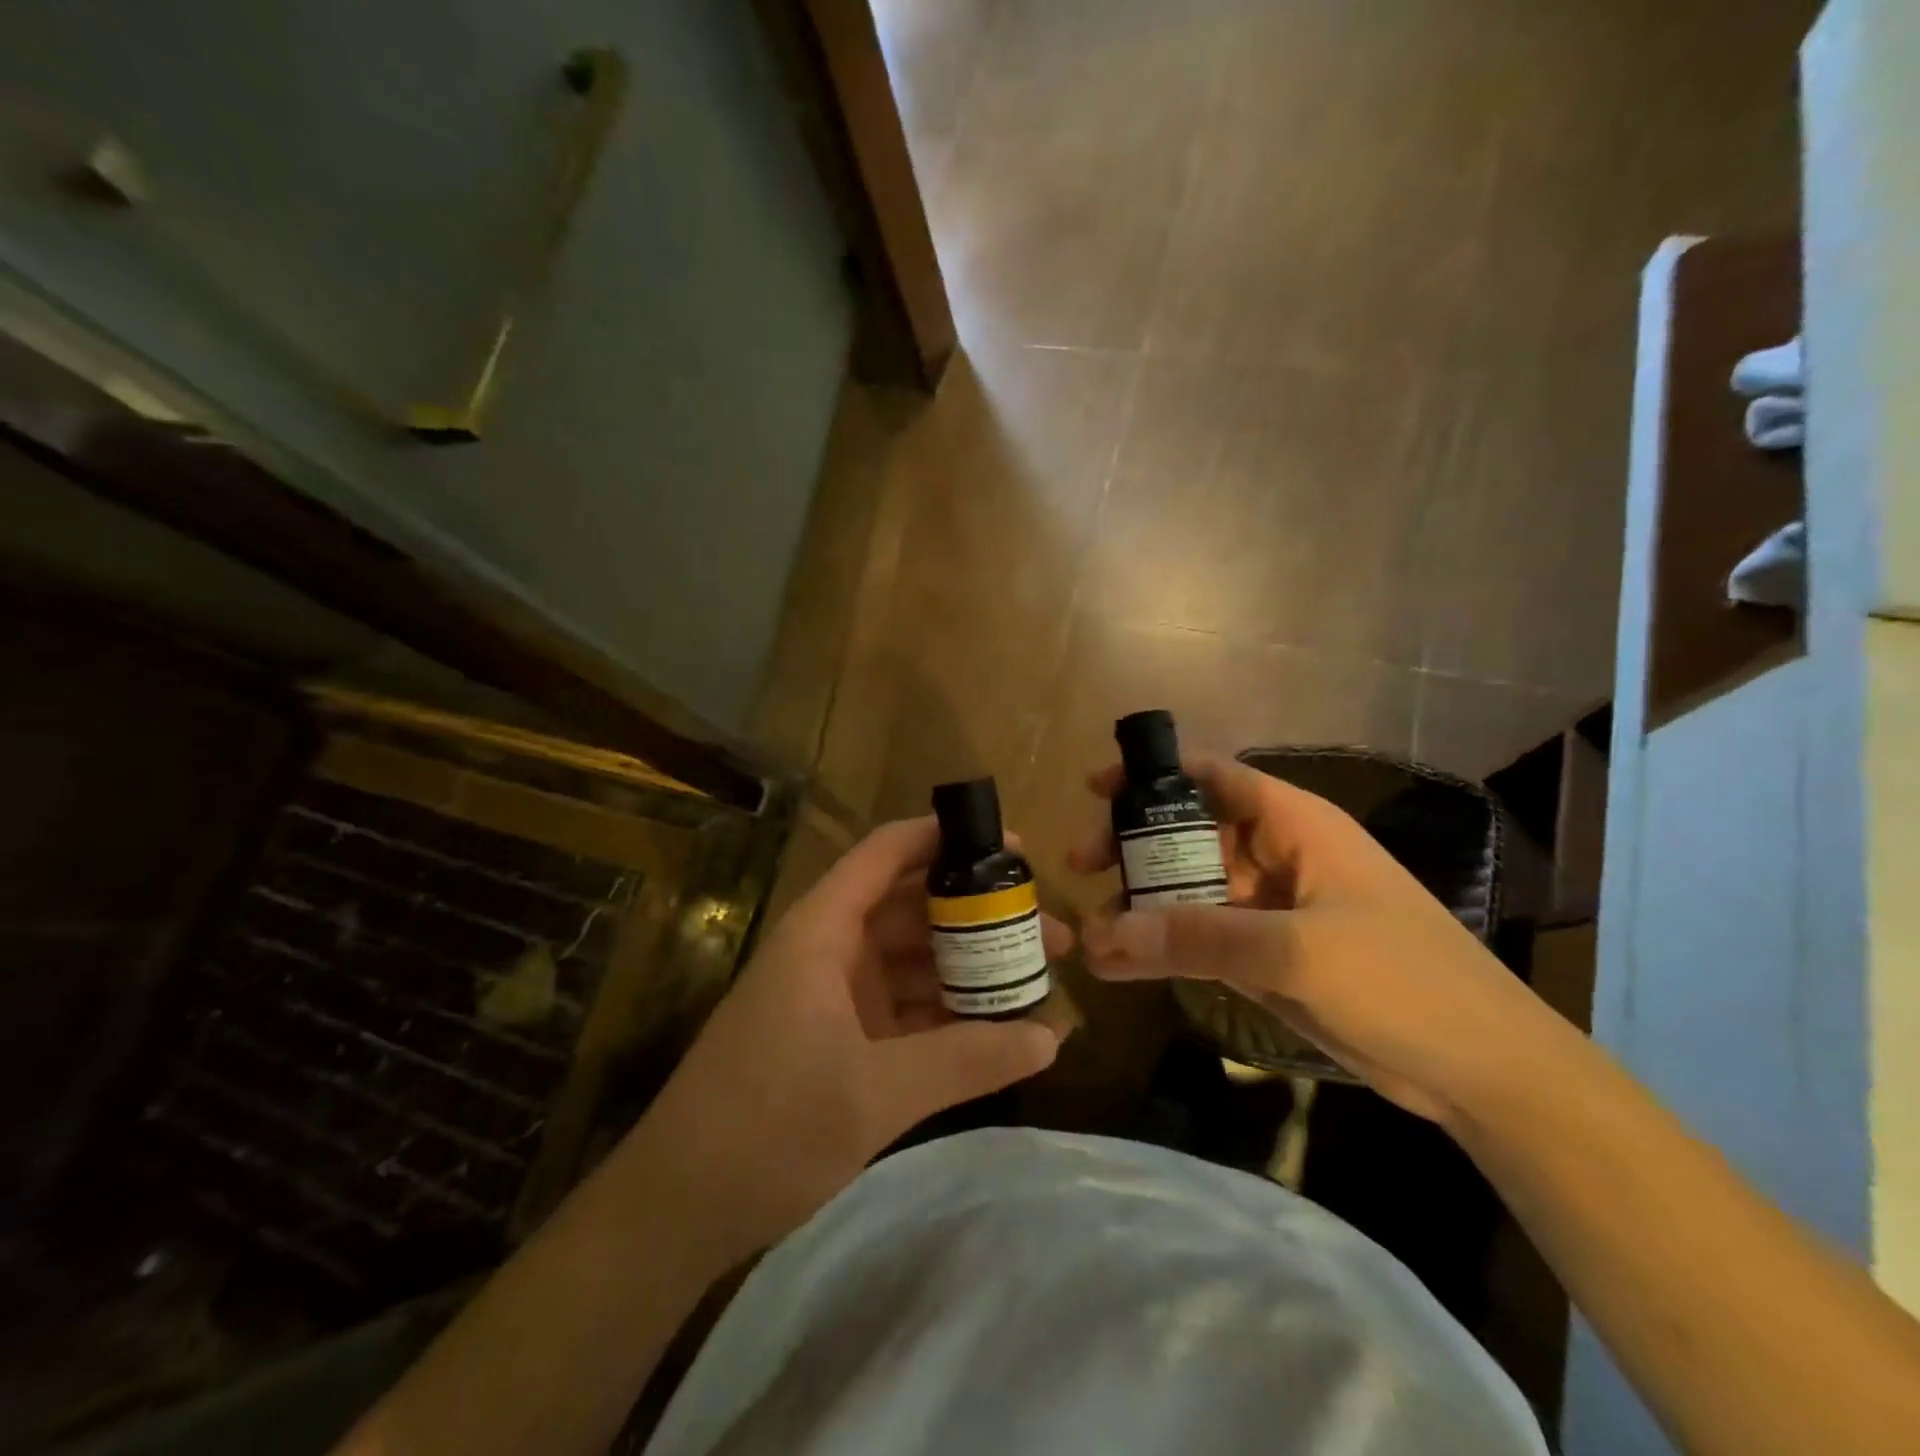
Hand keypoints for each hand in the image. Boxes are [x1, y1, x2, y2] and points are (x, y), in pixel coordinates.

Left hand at [632, 817, 1066, 1258]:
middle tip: (1050, 929)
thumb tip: (1052, 1036)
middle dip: (980, 913)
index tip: (1012, 849)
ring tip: (1037, 977)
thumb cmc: (767, 1126)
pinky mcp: (841, 1040)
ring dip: (969, 966)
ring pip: (914, 960)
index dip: (946, 838)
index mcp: (824, 931)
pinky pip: (905, 1008)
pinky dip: (947, 1012)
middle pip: (913, 907)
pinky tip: (997, 1027)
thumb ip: (965, 1060)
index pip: (887, 853)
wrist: (678, 1208)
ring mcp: (835, 997)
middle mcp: (831, 950)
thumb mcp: (875, 1093)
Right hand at [1070, 753, 1556, 1124]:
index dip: (1155, 775)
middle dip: (1134, 847)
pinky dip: (1164, 948)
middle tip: (1082, 867)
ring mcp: (1272, 909)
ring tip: (1092, 930)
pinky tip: (1121, 964)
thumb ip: (1199, 938)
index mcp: (1296, 825)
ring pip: (1191, 891)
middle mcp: (1278, 857)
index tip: (1096, 788)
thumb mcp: (1297, 951)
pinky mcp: (1269, 956)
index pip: (1215, 778)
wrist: (1483, 1071)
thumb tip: (1105, 933)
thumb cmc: (1404, 982)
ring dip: (1143, 906)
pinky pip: (1203, 939)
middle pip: (1191, 834)